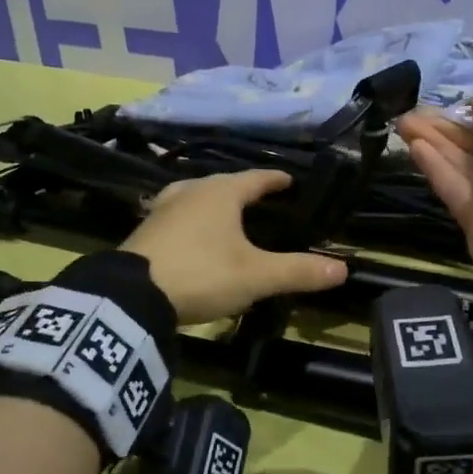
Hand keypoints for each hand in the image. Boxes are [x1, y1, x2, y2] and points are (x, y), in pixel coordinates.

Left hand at [121, 169, 348, 323]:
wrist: (130, 295)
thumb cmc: (202, 273)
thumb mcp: (255, 276)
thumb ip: (297, 271)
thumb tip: (342, 269)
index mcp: (222, 193)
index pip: (257, 178)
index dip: (275, 180)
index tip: (289, 181)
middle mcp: (192, 190)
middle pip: (225, 184)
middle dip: (245, 191)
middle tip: (263, 201)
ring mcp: (164, 208)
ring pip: (198, 197)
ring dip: (216, 204)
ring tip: (229, 217)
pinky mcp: (145, 229)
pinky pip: (179, 215)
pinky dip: (194, 221)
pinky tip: (195, 236)